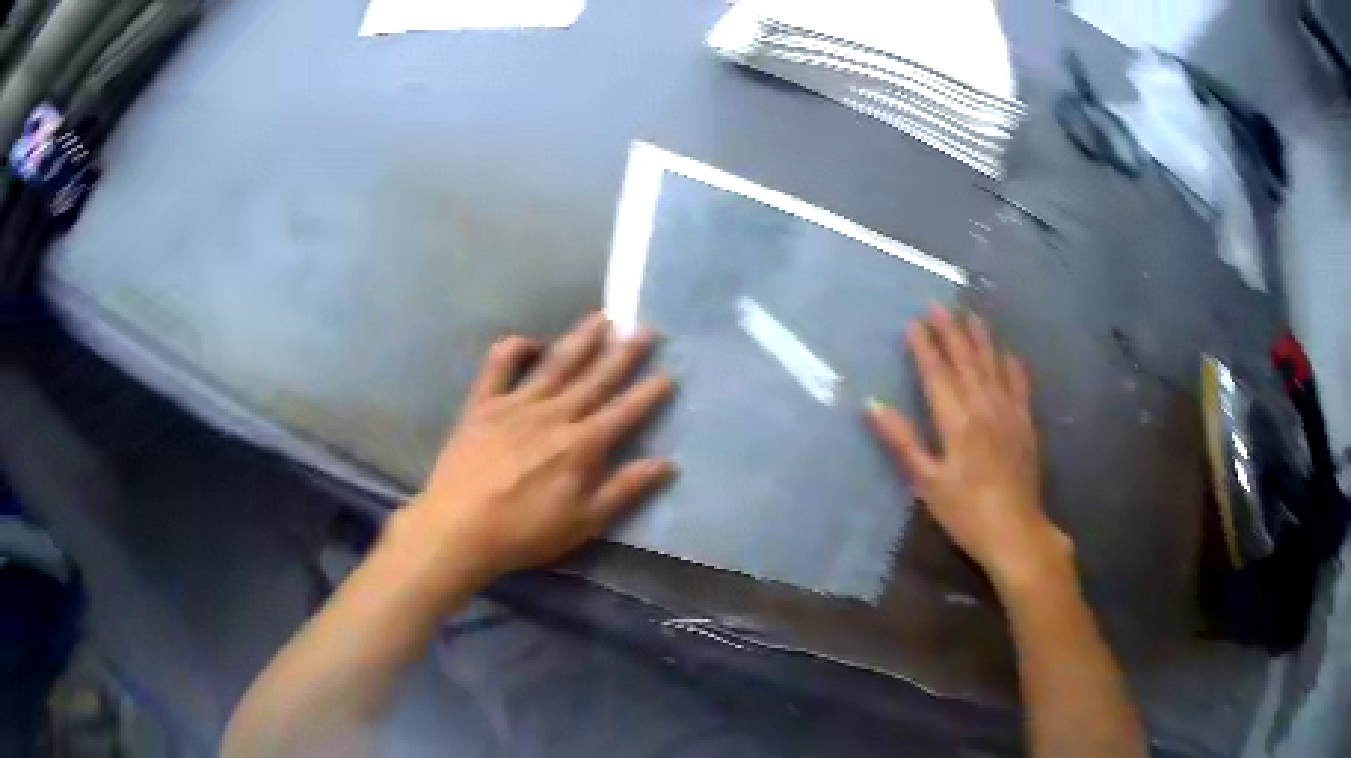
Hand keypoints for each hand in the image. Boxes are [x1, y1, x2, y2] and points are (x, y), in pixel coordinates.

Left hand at [400, 312, 674, 584]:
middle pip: (595, 379)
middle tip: (645, 329)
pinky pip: (499, 367)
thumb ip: (624, 489)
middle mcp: (553, 415)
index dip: (647, 394)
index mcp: (580, 446)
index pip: (623, 413)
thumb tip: (666, 464)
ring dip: (581, 339)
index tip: (668, 373)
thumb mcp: (584, 521)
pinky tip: (529, 341)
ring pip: (556, 364)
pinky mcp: (483, 404)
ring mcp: (515, 404)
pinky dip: (513, 349)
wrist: (459, 528)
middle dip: (623, 354)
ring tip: (602, 317)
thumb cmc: (525, 532)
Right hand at [867, 307, 1071, 591]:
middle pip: (965, 361)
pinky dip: (1012, 365)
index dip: (924, 347)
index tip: (912, 322)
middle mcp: (983, 406)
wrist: (1015, 530)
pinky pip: (1019, 384)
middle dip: (950, 331)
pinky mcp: (1025, 424)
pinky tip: (1008, 353)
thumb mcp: (926, 482)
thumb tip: (873, 405)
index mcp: (956, 420)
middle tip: (938, 305)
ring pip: (993, 365)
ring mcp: (1008, 412)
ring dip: (980, 338)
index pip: (937, 373)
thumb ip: (902, 442)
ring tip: (971, 314)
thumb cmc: (965, 511)